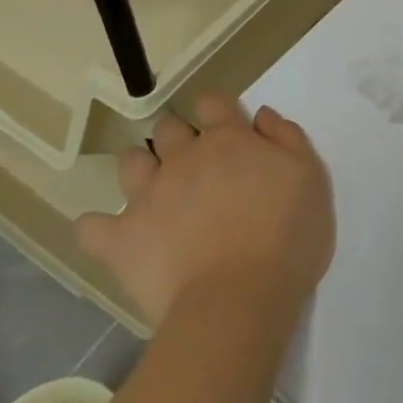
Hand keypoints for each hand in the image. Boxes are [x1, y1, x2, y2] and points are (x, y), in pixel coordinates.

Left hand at [76, 94, 335, 327]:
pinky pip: (91, 227)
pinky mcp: (122, 240)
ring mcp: (148, 196)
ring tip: (152, 190)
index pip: (213, 103)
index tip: (222, 124)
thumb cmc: (286, 236)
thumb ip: (287, 137)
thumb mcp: (310, 177)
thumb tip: (260, 115)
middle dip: (176, 136)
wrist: (239, 299)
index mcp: (229, 140)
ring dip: (139, 168)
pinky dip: (97, 228)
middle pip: (169, 128)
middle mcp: (184, 157)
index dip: (215, 109)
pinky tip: (107, 234)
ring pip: (130, 163)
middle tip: (191, 161)